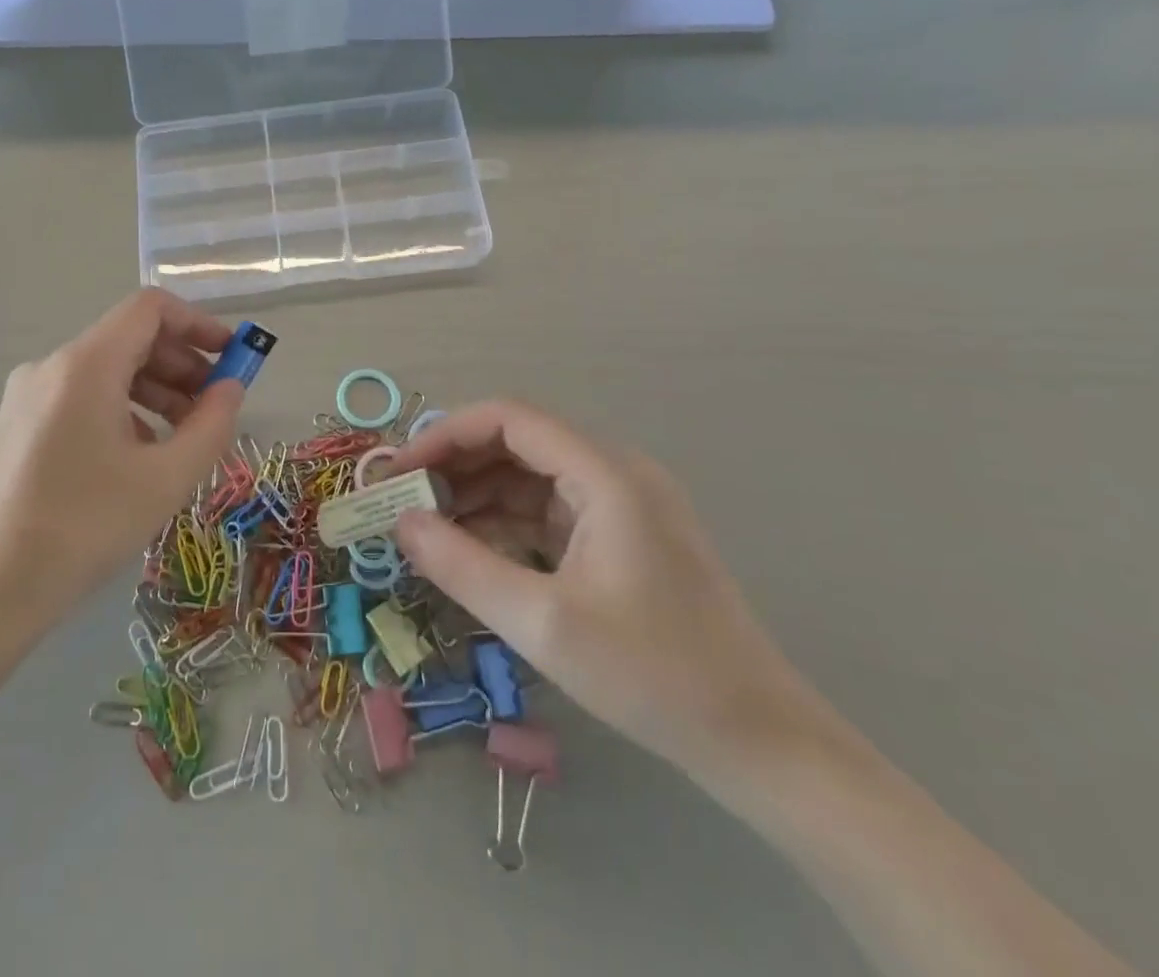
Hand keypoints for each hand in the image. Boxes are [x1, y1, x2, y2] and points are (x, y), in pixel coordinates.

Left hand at [0, 289, 244, 608]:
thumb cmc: (86, 526)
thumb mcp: (167, 478)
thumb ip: (212, 423)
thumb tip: (231, 388)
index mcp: (85, 365)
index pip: (149, 308)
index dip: (198, 323)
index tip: (231, 356)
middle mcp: (52, 365)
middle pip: (130, 338)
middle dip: (182, 364)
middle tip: (215, 406)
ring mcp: (30, 394)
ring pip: (108, 369)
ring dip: (156, 390)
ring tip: (185, 436)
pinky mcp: (21, 423)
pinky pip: (84, 396)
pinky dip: (124, 409)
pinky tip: (141, 454)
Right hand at [390, 402, 816, 777]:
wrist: (759, 741)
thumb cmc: (652, 676)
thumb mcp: (542, 624)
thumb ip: (461, 565)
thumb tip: (400, 522)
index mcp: (605, 473)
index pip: (509, 418)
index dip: (445, 435)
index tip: (399, 471)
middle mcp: (615, 472)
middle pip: (518, 442)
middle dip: (456, 467)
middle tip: (404, 503)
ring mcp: (622, 503)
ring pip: (530, 477)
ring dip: (477, 496)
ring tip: (427, 530)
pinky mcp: (622, 536)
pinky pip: (549, 510)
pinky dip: (506, 522)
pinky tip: (472, 551)